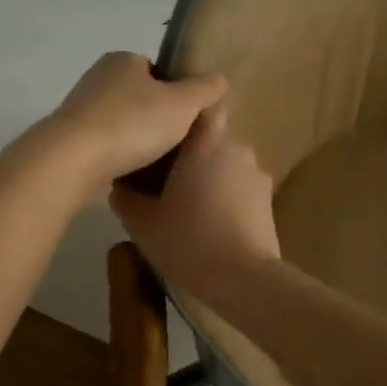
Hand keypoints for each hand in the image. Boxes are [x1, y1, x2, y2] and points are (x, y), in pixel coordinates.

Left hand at [39, 53, 227, 199]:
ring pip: (121, 124)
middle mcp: (97, 78)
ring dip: (136, 141)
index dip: (176, 93)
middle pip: (139, 98)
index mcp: (122, 60)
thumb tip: (219, 79)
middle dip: (156, 119)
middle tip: (177, 145)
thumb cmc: (132, 123)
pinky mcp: (69, 140)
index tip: (187, 120)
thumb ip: (205, 89)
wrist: (73, 160)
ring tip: (156, 164)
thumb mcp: (182, 104)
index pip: (156, 70)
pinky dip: (118, 157)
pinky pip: (105, 146)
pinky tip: (131, 174)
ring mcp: (80, 110)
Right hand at [110, 104, 280, 300]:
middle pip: (210, 140)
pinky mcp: (268, 203)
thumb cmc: (188, 240)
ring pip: (225, 167)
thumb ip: (126, 197)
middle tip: (163, 181)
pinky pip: (239, 190)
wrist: (243, 280)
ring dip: (208, 179)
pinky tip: (209, 226)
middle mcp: (238, 150)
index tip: (164, 131)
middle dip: (190, 156)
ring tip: (186, 208)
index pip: (202, 106)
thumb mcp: (142, 223)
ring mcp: (258, 177)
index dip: (184, 113)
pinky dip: (224, 200)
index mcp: (207, 143)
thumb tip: (118, 185)